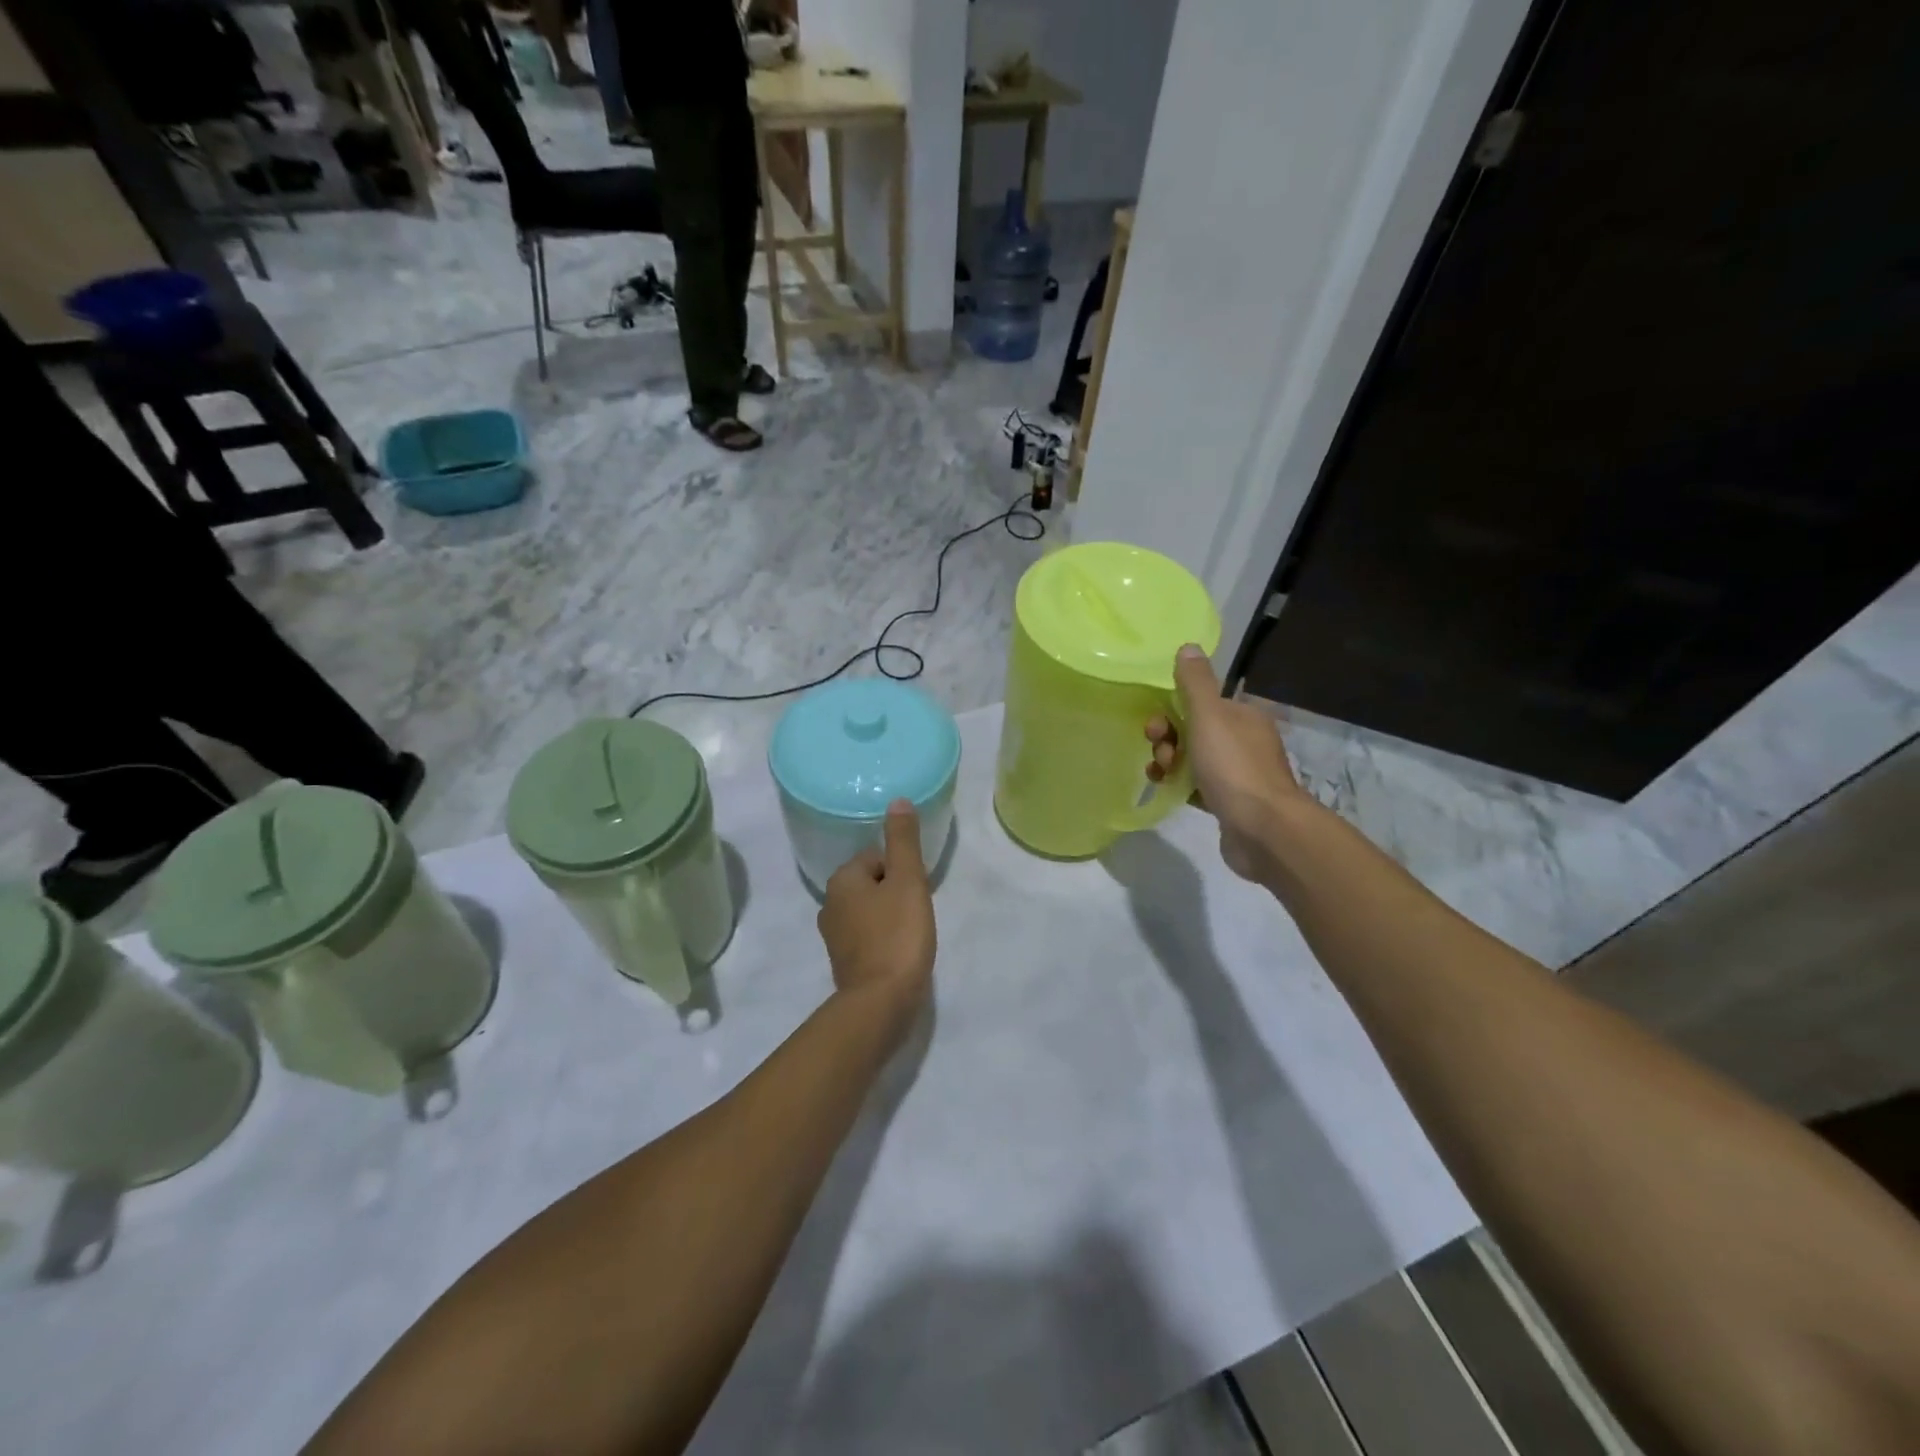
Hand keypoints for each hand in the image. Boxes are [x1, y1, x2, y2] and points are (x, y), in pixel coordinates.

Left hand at [817, 800, 936, 1019]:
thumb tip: (897, 800)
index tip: (917, 891)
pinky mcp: (843, 961)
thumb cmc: (897, 935)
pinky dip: (883, 938)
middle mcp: (829, 904)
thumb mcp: (908, 880)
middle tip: (918, 911)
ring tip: (912, 932)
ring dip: (890, 916)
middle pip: (872, 883)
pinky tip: (900, 951)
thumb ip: (903, 840)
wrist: (882, 1002)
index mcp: (841, 880)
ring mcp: (833, 936)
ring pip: (869, 910)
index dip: (902, 871)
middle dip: (896, 892)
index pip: (877, 858)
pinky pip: (867, 936)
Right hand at [1146, 645, 1306, 881]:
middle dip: (1169, 738)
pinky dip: (1180, 784)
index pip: (1202, 702)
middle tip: (1161, 754)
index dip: (1173, 709)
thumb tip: (1188, 646)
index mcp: (1243, 716)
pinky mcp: (1230, 803)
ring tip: (1160, 775)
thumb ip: (1196, 683)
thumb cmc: (1234, 767)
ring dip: (1170, 762)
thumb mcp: (1210, 716)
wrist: (1264, 829)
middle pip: (1195, 730)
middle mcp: (1245, 740)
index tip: (1157, 726)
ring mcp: (1239, 774)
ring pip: (1193, 759)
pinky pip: (1197, 785)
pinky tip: (1167, 790)